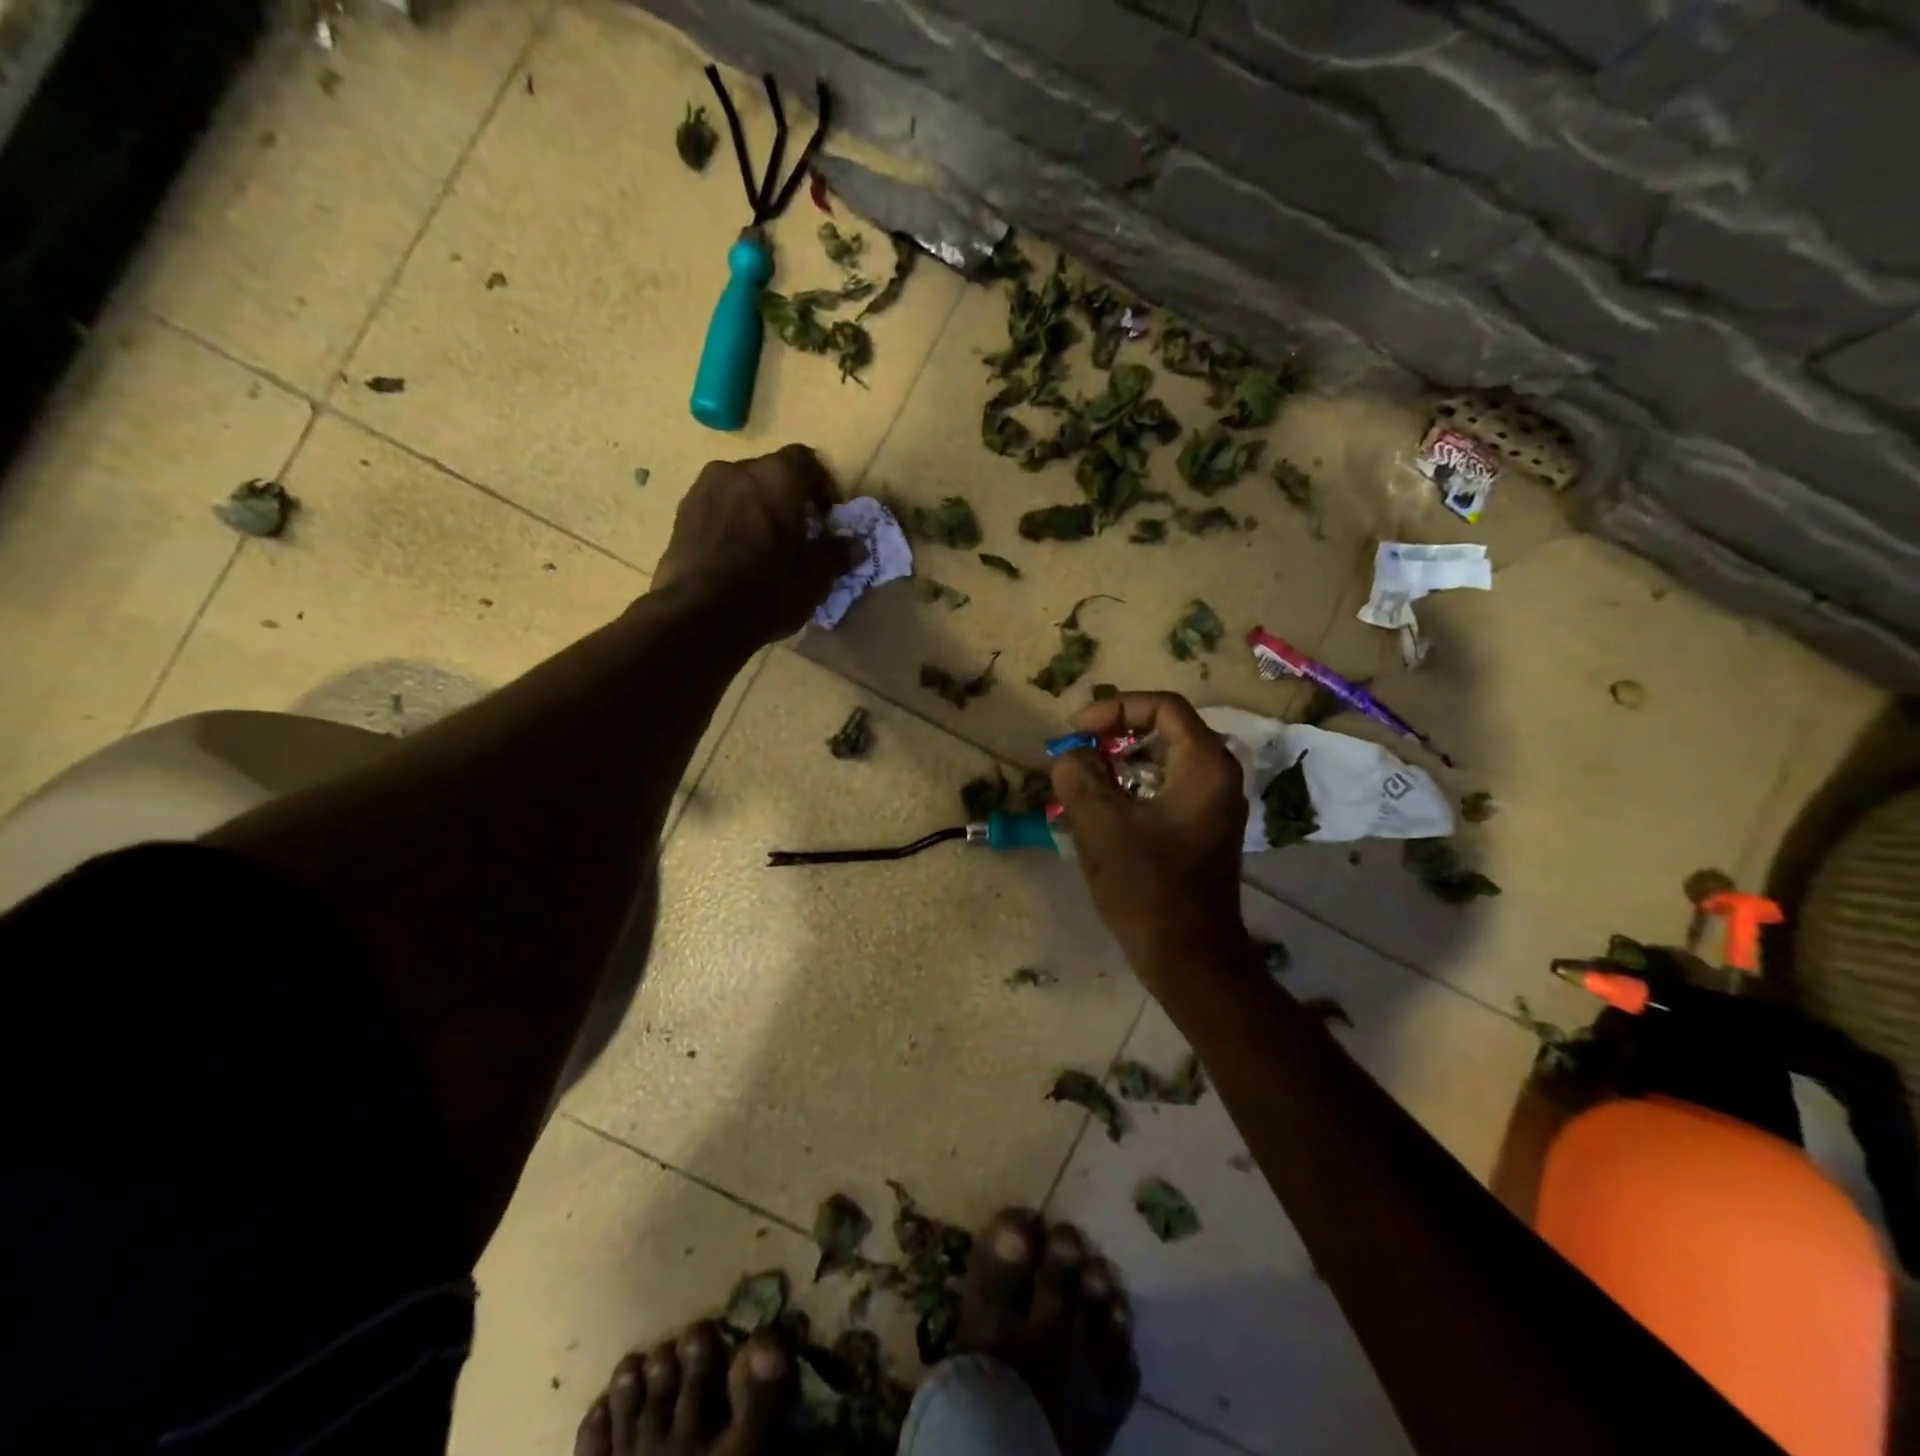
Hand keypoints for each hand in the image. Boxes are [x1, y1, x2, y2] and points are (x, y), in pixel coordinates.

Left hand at [652, 445, 858, 644]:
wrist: (701, 614)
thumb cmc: (770, 587)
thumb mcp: (816, 576)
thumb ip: (838, 553)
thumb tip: (856, 545)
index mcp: (777, 476)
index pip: (806, 461)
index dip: (821, 487)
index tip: (827, 517)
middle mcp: (736, 471)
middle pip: (770, 475)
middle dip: (787, 500)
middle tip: (798, 535)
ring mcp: (703, 491)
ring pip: (740, 492)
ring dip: (755, 511)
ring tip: (765, 548)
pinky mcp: (680, 517)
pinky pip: (716, 512)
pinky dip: (730, 526)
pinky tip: (737, 559)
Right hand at [1051, 692, 1251, 987]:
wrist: (1190, 958)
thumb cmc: (1148, 888)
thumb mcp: (1101, 826)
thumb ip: (1078, 778)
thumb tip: (1069, 757)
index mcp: (1204, 765)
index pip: (1163, 707)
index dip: (1114, 708)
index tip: (1075, 730)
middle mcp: (1219, 776)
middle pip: (1165, 730)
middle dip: (1114, 734)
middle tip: (1076, 750)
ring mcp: (1214, 805)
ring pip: (1164, 761)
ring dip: (1120, 763)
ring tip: (1081, 779)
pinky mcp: (1204, 830)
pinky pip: (1167, 789)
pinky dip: (1133, 788)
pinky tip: (1102, 810)